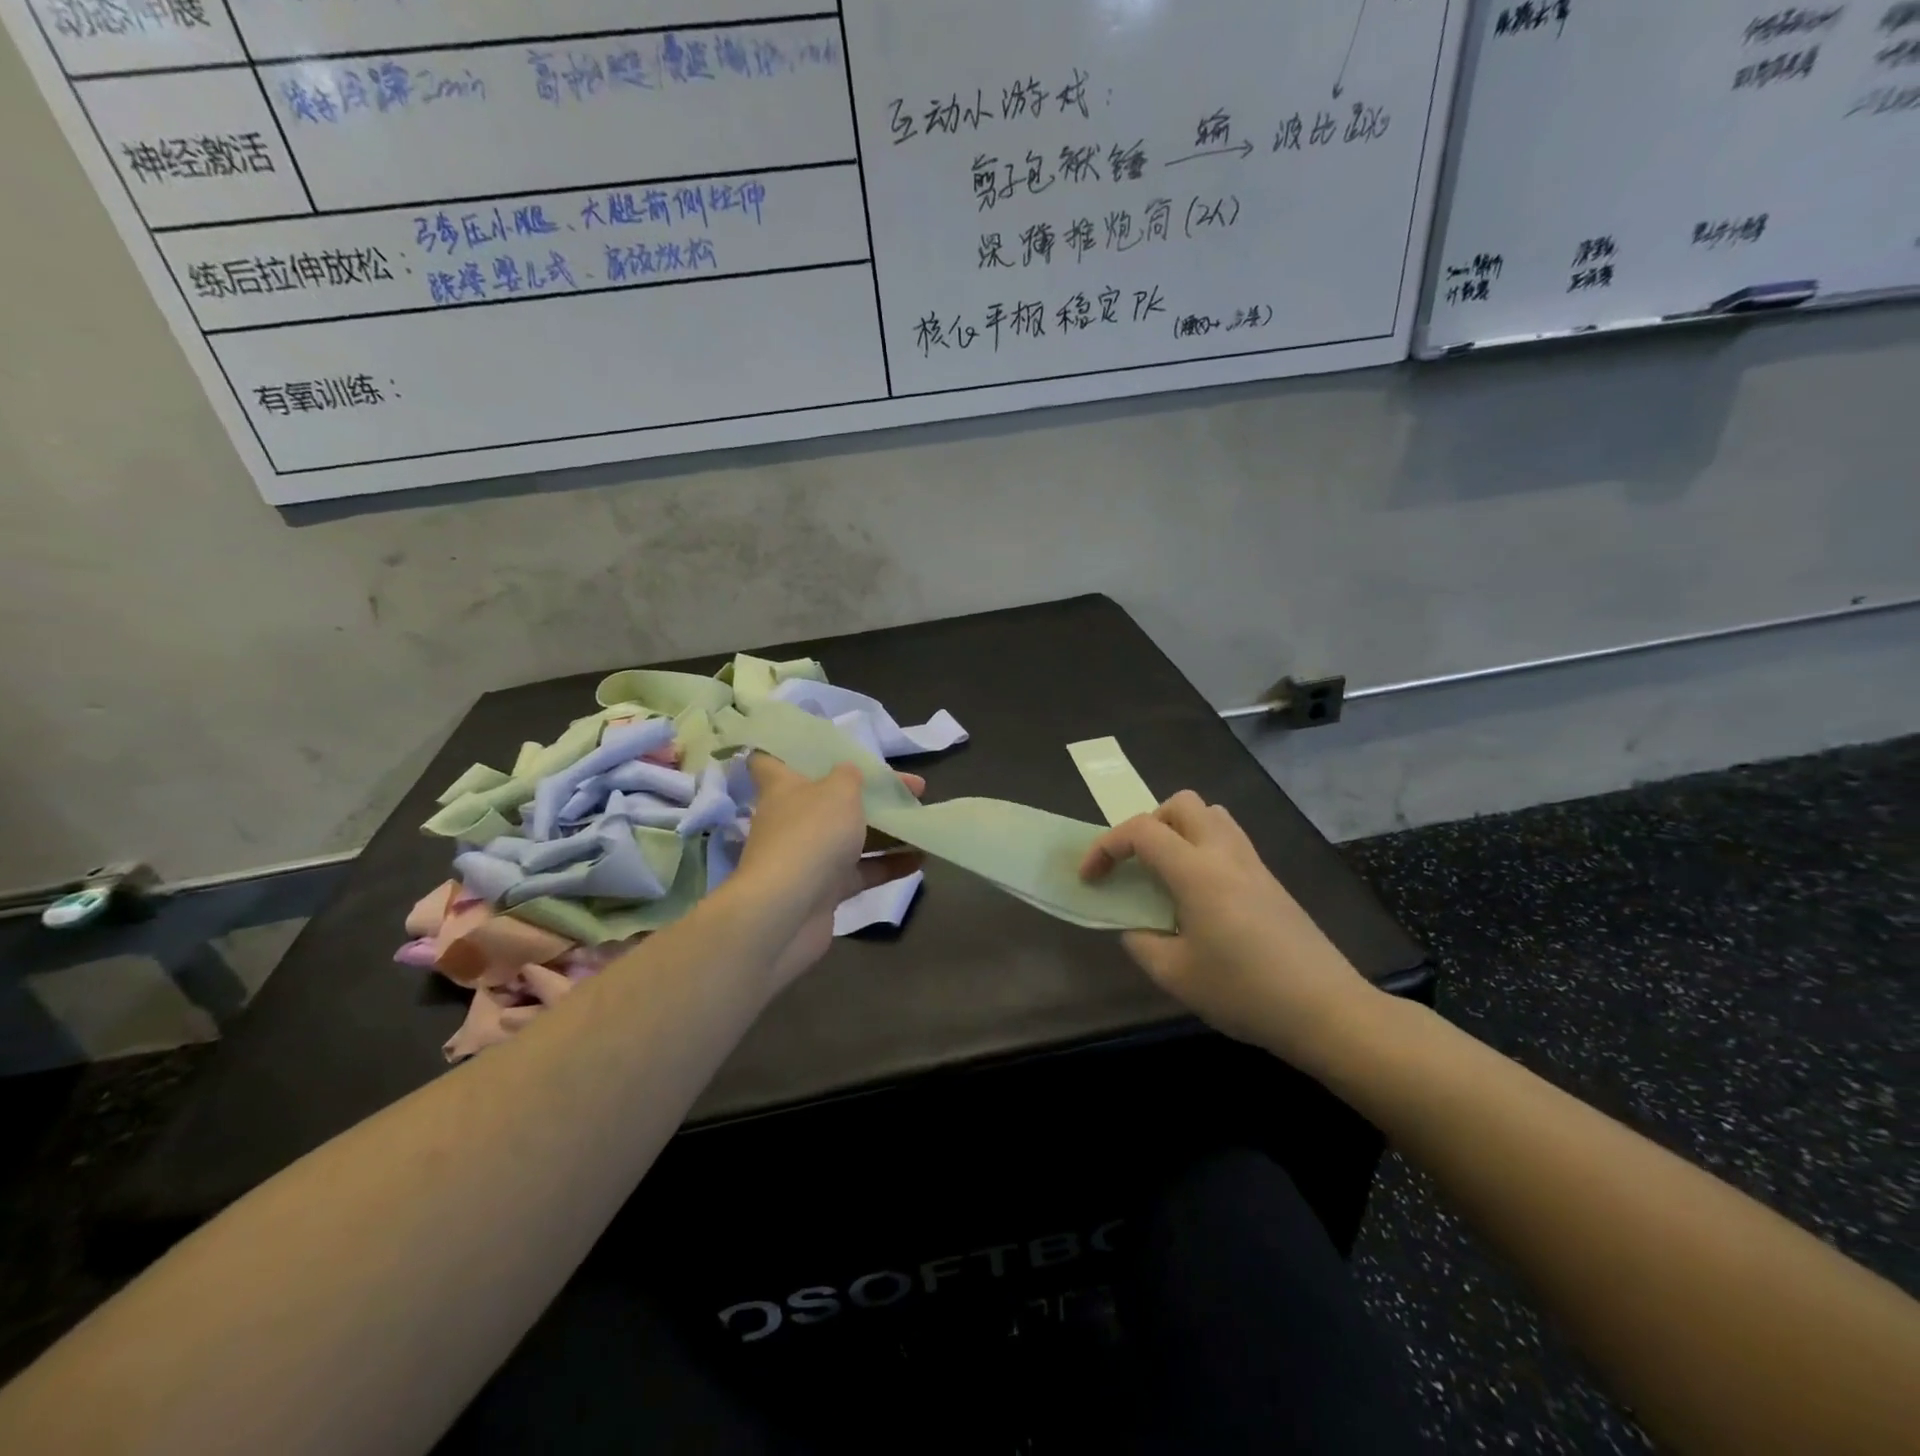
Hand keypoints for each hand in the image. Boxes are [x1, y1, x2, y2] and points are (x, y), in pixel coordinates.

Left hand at [729, 755, 922, 989]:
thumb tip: (848, 772)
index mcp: (784, 787)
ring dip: (886, 829)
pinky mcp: (825, 891)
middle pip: (829, 799)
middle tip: (910, 789)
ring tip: (922, 821)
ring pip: (851, 837)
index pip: (769, 761)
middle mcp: (792, 820)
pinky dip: (889, 864)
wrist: (788, 912)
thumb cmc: (811, 834)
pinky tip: (922, 857)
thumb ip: (849, 776)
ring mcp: (808, 857)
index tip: (818, 747)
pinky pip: (861, 871)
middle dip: (869, 793)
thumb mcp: (838, 791)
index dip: (790, 751)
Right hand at [1080, 791, 1374, 1066]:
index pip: (1141, 832)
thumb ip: (1141, 942)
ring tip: (1166, 873)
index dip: (1105, 847)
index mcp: (1197, 872)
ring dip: (1178, 830)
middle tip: (1136, 865)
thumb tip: (1135, 926)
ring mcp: (1253, 863)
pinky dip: (1202, 848)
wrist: (1327, 1011)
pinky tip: (1199, 894)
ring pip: (1210, 815)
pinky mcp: (1271, 880)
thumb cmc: (1245, 992)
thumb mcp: (1175, 975)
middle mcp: (1225, 853)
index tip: (1091, 878)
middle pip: (1180, 804)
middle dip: (1146, 824)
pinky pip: (1228, 839)